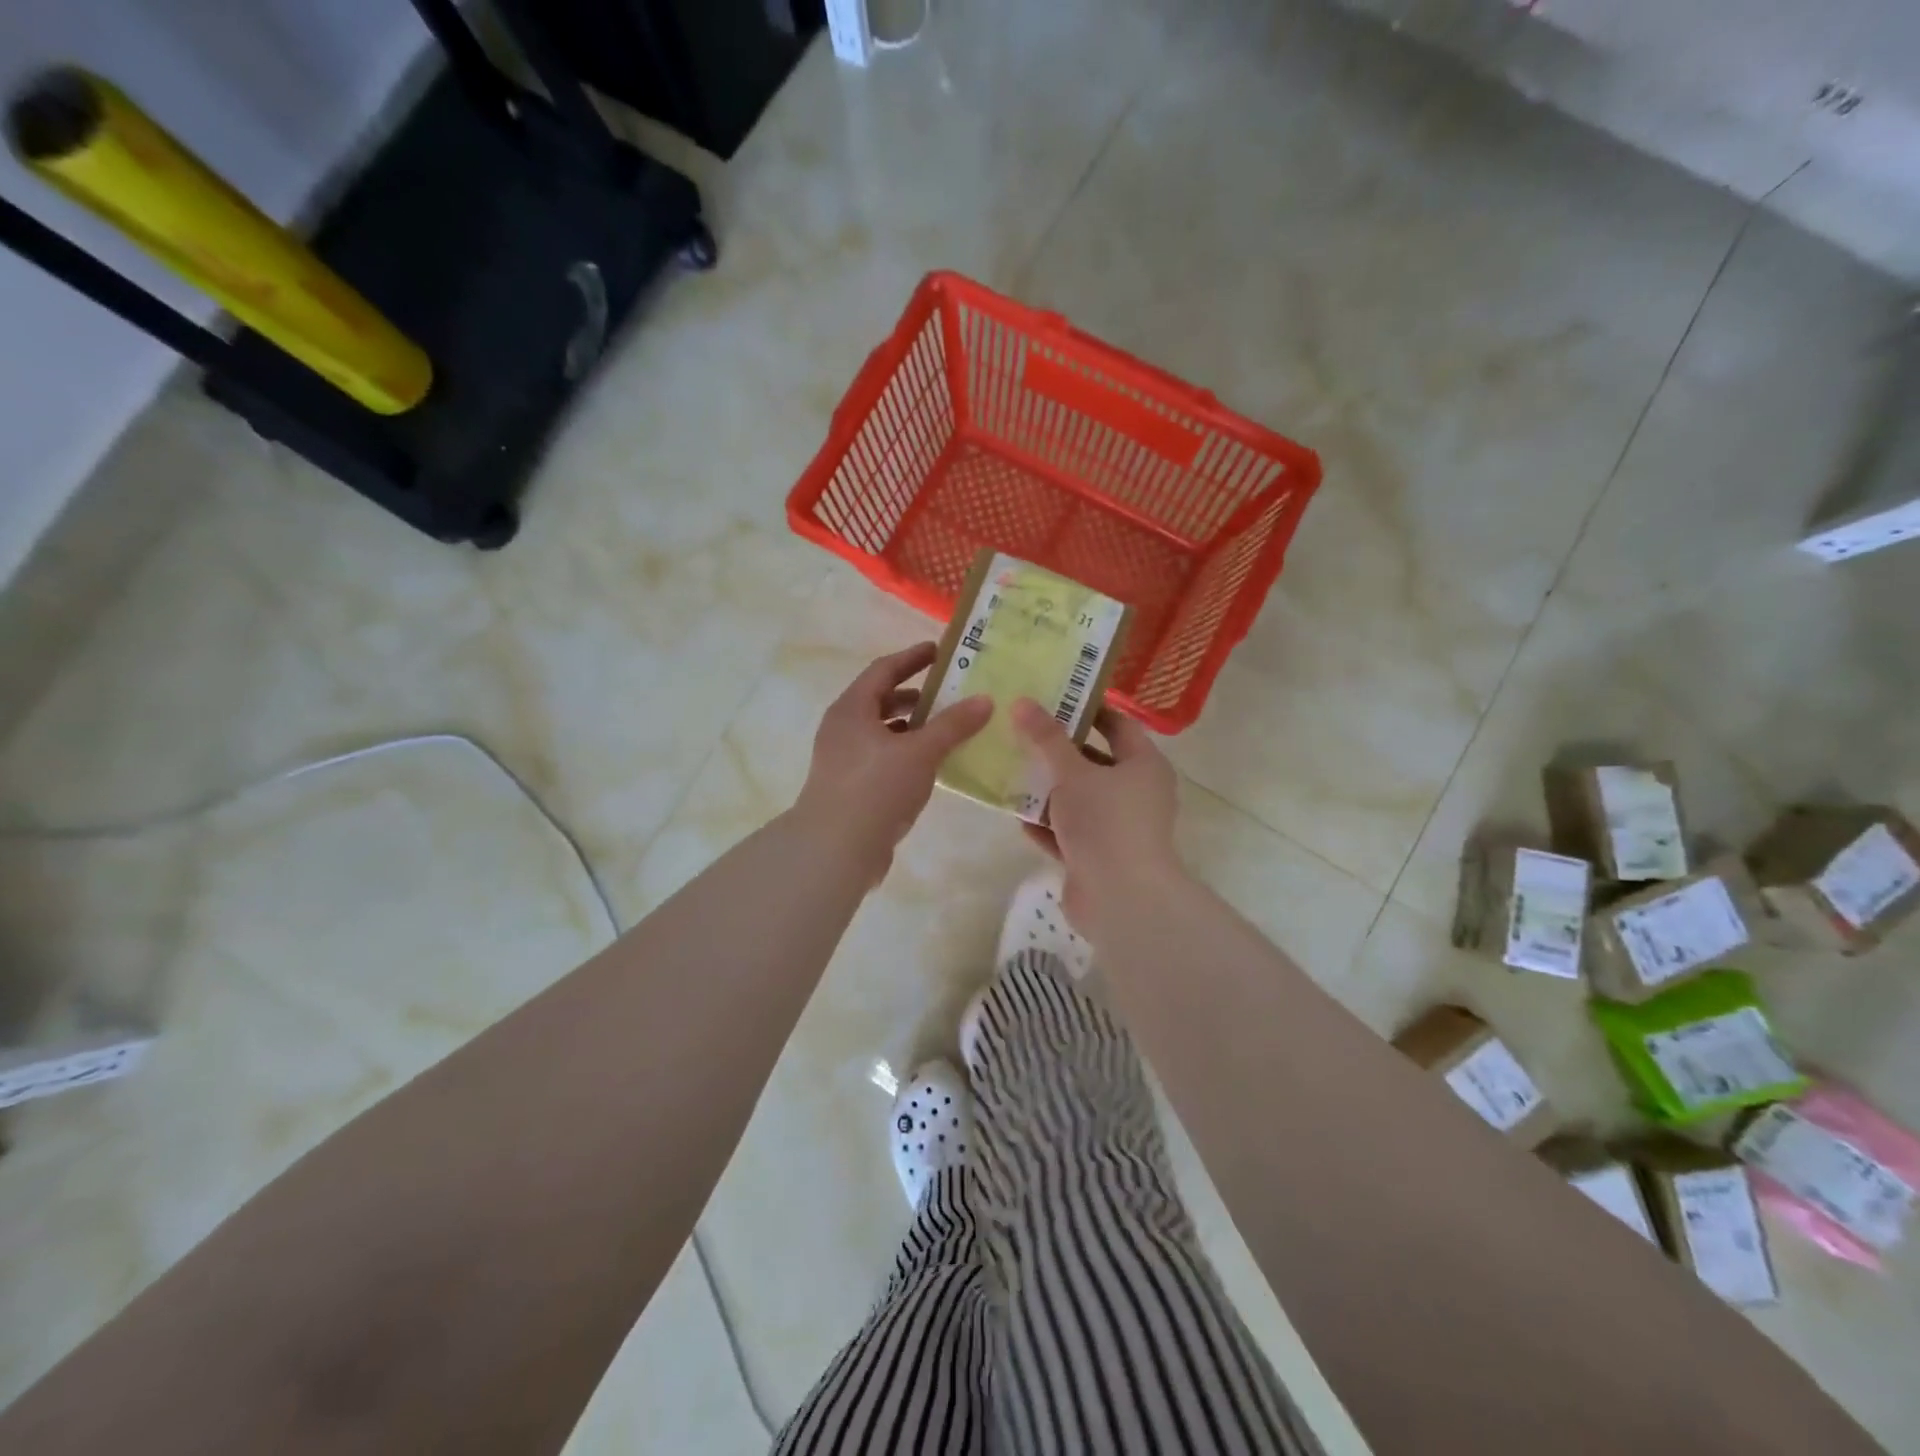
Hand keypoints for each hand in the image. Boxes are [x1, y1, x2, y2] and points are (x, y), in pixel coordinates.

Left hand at [792, 644, 991, 877]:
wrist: (836, 848)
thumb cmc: (876, 788)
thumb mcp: (921, 752)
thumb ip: (953, 725)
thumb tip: (985, 699)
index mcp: (852, 709)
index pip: (884, 670)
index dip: (912, 658)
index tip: (940, 652)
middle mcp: (843, 728)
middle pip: (881, 700)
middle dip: (916, 696)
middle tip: (951, 694)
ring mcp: (843, 759)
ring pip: (882, 732)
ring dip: (912, 728)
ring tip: (947, 730)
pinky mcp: (850, 787)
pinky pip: (883, 758)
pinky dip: (907, 754)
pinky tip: (931, 766)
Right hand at [1010, 698, 1181, 931]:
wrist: (1120, 898)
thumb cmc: (1105, 822)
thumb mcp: (1072, 773)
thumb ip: (1047, 739)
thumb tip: (1023, 702)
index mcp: (1143, 765)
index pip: (1118, 725)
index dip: (1087, 710)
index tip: (1053, 699)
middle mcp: (1136, 794)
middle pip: (1094, 763)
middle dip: (1058, 753)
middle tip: (1022, 734)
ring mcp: (1118, 828)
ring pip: (1079, 801)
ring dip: (1049, 791)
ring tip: (1012, 772)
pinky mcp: (1098, 857)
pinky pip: (1070, 834)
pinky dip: (1048, 826)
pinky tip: (1019, 818)